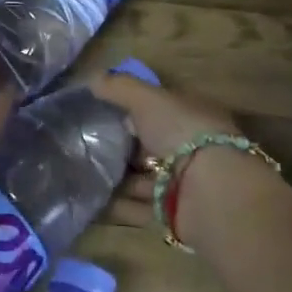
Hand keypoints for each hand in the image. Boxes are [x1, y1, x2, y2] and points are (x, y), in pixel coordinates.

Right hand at [91, 72, 240, 216]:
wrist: (211, 192)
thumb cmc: (183, 133)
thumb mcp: (148, 98)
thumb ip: (119, 87)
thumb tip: (93, 78)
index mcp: (193, 116)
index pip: (161, 108)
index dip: (134, 107)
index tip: (102, 110)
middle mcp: (192, 148)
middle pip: (151, 145)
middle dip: (121, 146)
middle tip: (85, 143)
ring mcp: (184, 183)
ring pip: (143, 177)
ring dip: (116, 177)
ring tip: (80, 173)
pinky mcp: (172, 213)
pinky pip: (138, 207)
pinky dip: (116, 205)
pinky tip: (90, 201)